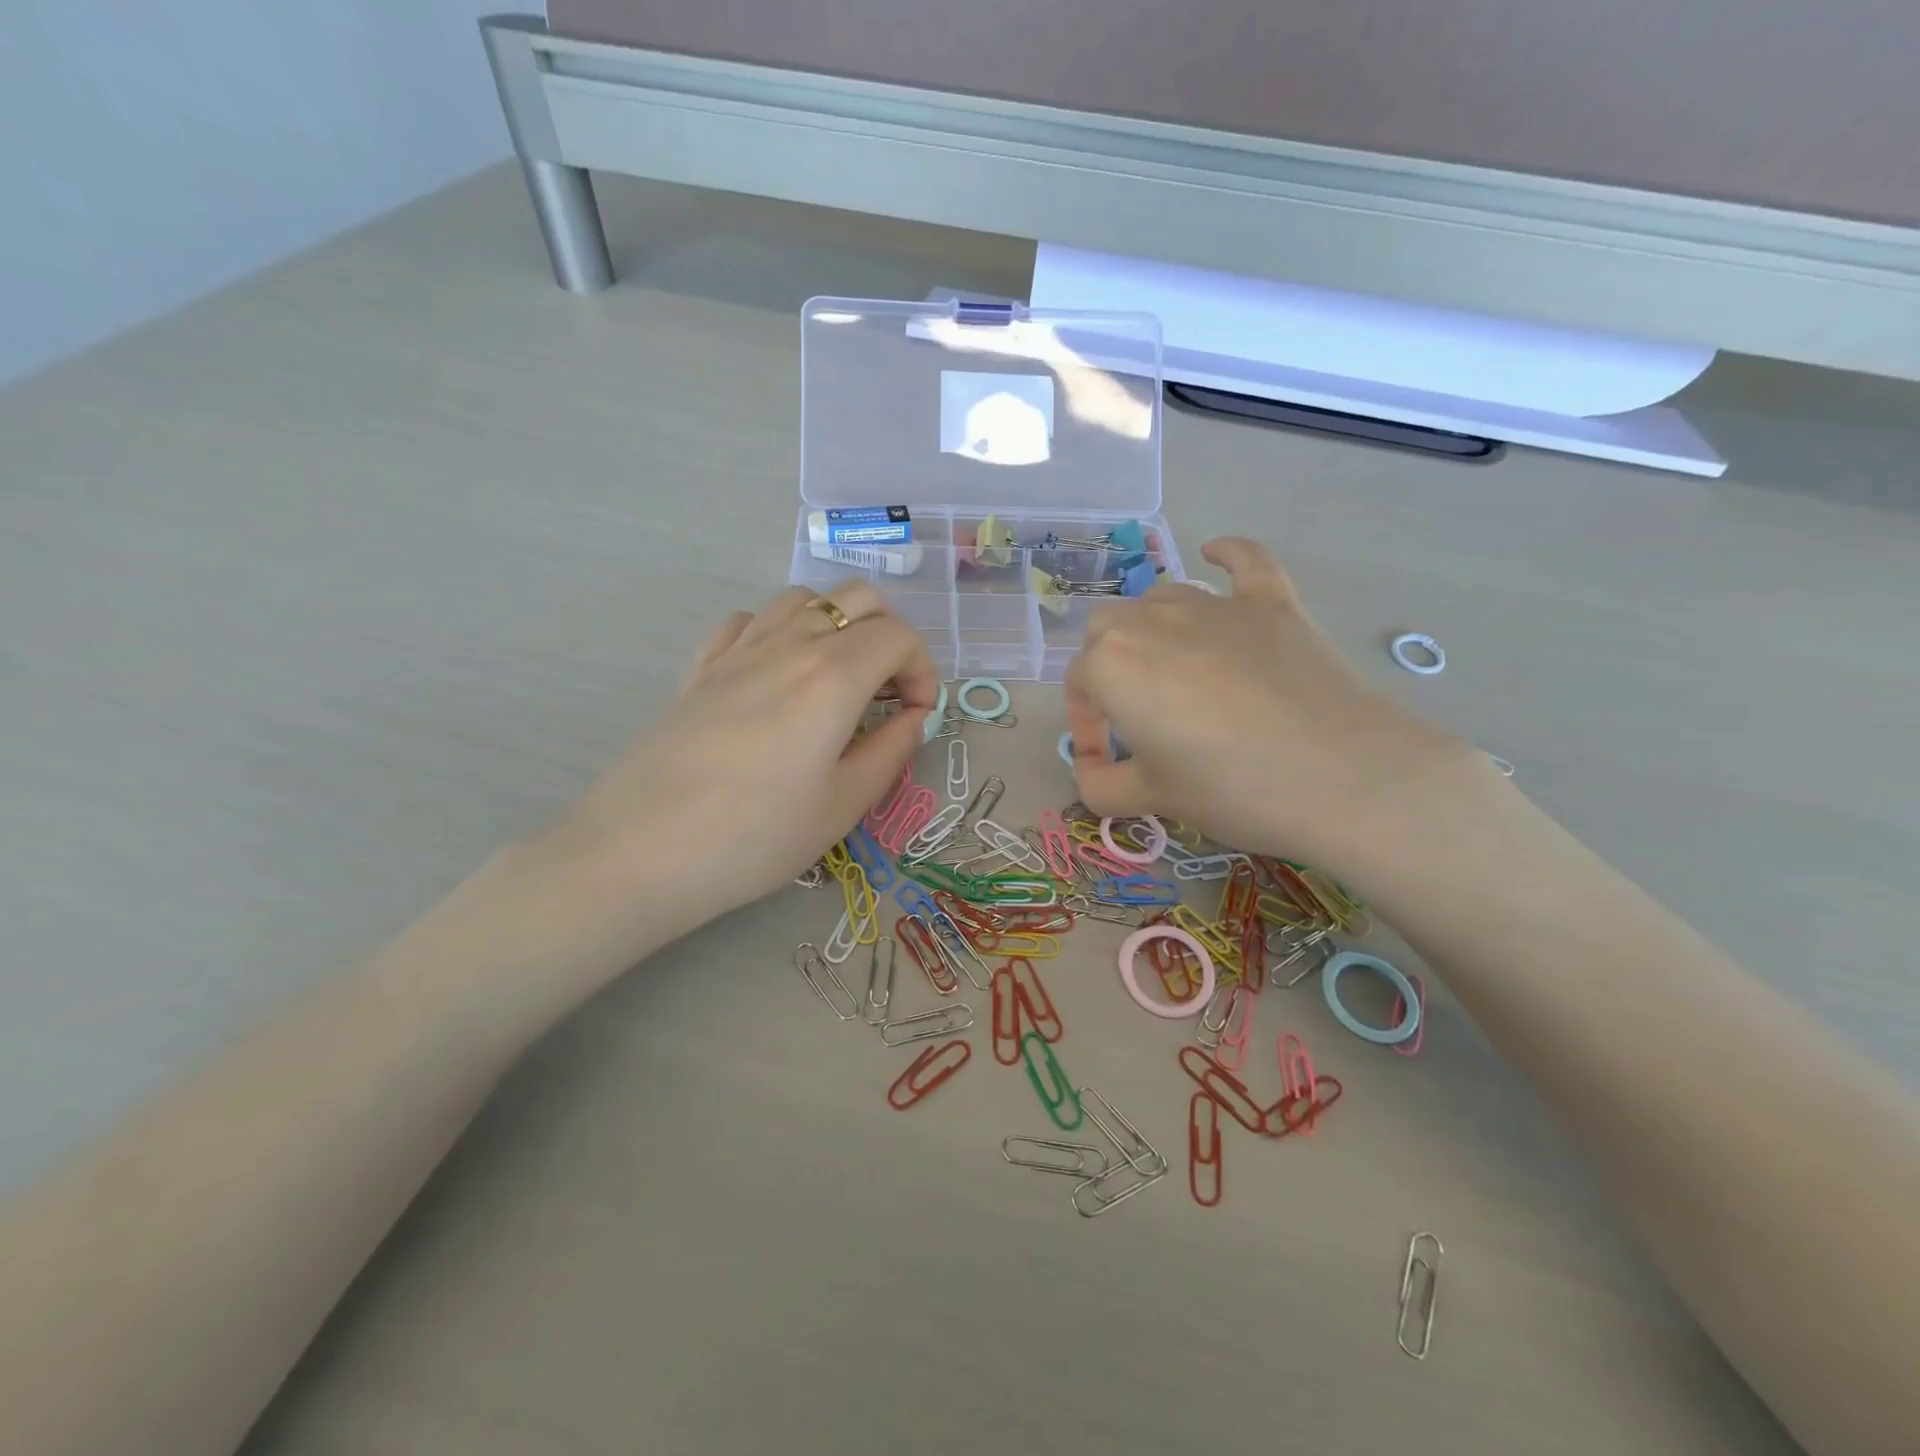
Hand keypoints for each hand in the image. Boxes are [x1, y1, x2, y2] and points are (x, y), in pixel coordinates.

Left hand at [538, 581, 938, 949]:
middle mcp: (790, 644)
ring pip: (803, 598)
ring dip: (836, 625)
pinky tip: (775, 675)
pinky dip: (777, 632)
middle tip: (886, 693)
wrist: (641, 852)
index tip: (916, 716)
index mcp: (834, 675)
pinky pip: (747, 620)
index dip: (923, 671)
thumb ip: (892, 751)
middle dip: (889, 636)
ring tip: (836, 681)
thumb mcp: (844, 805)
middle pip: (858, 598)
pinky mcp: (701, 667)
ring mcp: (738, 649)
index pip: (900, 636)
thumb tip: (913, 718)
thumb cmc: (756, 837)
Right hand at [1065, 538, 1485, 879]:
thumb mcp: (1151, 798)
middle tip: (1136, 717)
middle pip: (1108, 630)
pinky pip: (1243, 562)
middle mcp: (1152, 619)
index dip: (1087, 726)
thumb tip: (1092, 772)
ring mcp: (1215, 605)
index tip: (1106, 761)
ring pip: (1162, 599)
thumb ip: (1101, 784)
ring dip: (1153, 630)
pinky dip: (1226, 555)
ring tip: (1173, 676)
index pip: (1079, 684)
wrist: (1343, 778)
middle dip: (1108, 667)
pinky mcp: (1271, 603)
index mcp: (1111, 663)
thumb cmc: (1230, 788)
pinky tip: (1216, 552)